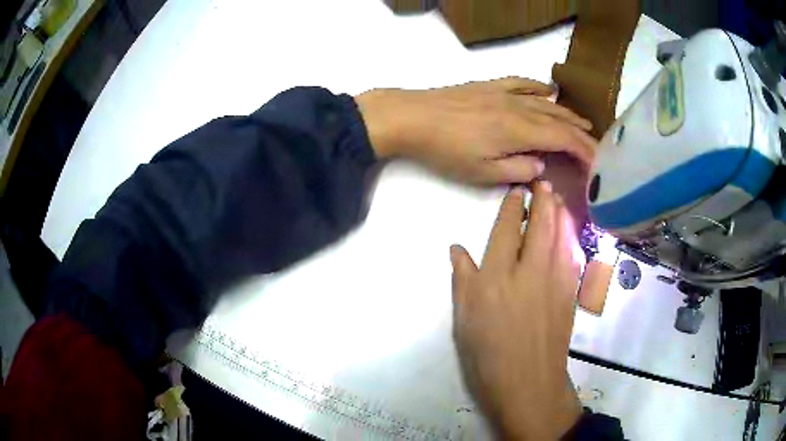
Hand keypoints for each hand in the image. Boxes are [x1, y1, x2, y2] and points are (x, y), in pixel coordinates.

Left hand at [355, 77, 594, 184]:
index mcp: (522, 131)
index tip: (597, 164)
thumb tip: (541, 166)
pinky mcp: (490, 86)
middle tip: (597, 146)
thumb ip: (518, 171)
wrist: (413, 117)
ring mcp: (505, 93)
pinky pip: (522, 83)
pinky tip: (549, 90)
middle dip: (581, 135)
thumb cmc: (447, 150)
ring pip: (545, 103)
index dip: (584, 151)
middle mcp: (520, 108)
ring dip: (567, 113)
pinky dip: (539, 88)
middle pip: (560, 121)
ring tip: (583, 123)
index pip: (565, 140)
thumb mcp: (483, 172)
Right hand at [450, 182, 582, 438]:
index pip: (506, 231)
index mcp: (496, 278)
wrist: (528, 381)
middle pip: (539, 226)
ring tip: (557, 198)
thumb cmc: (488, 354)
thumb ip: (462, 279)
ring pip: (560, 236)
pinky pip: (572, 255)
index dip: (512, 207)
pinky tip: (569, 231)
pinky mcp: (570, 293)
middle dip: (542, 200)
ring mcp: (554, 281)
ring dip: (559, 213)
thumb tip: (457, 249)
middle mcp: (528, 272)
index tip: (517, 191)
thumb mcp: (465, 318)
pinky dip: (570, 237)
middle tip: (543, 183)